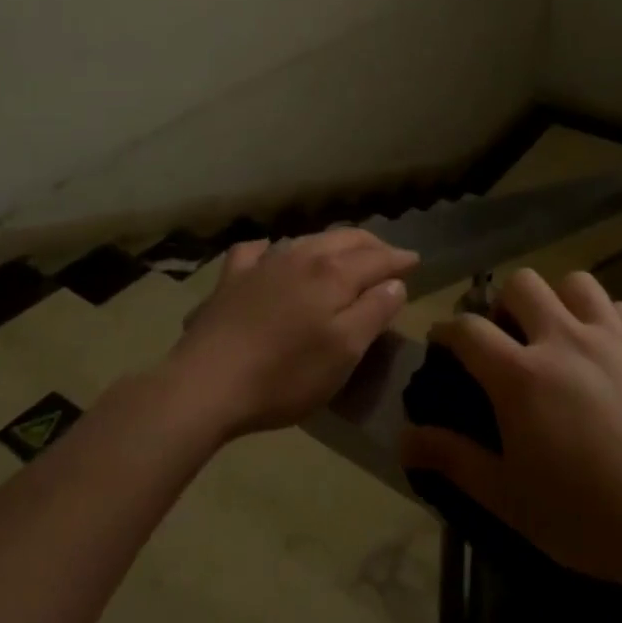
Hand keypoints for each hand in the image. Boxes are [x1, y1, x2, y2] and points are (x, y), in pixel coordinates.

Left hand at [169, 228, 414, 438]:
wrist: (206, 384)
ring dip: (332, 244)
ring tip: (342, 255)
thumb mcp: (344, 352)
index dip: (399, 259)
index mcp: (333, 273)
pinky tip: (272, 255)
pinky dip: (274, 249)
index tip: (415, 262)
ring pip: (307, 239)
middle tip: (387, 256)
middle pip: (345, 239)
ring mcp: (264, 263)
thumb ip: (374, 312)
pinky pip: (258, 250)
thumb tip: (395, 283)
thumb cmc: (285, 374)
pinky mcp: (232, 278)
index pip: (377, 258)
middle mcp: (302, 255)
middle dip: (371, 245)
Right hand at [400, 268, 621, 618]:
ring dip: (557, 300)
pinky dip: (603, 316)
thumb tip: (403, 438)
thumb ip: (455, 461)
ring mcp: (609, 334)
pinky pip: (618, 305)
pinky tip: (605, 348)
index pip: (468, 330)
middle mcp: (561, 338)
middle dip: (504, 304)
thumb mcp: (511, 500)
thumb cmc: (591, 518)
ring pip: (573, 281)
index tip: (443, 343)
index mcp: (521, 375)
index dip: (447, 331)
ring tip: (558, 334)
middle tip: (508, 339)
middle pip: (521, 284)